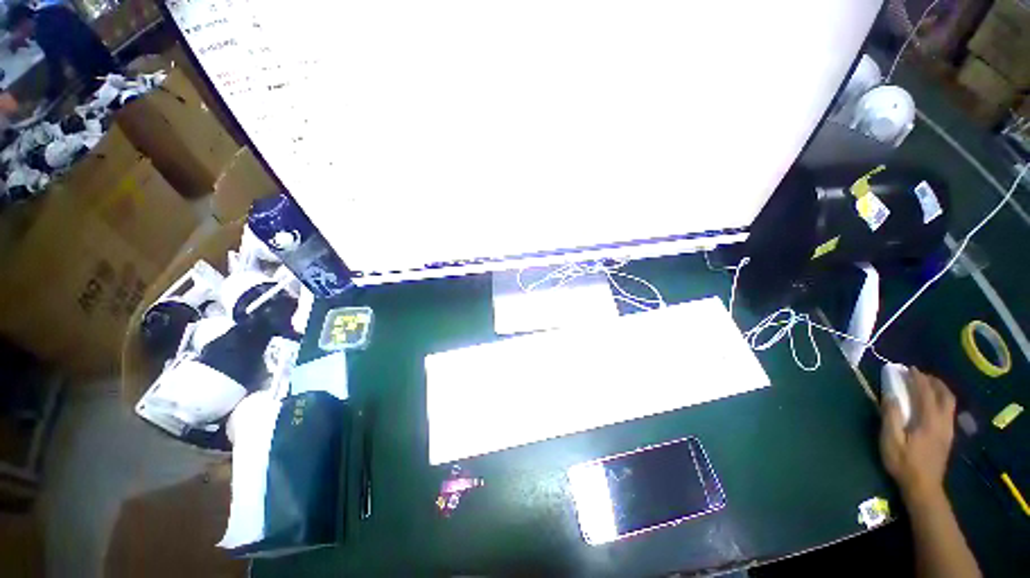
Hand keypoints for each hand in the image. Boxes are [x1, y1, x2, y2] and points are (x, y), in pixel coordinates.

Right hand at [879, 368, 955, 498]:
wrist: (923, 487)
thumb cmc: (903, 463)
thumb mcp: (891, 441)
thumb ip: (891, 417)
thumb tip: (890, 395)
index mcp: (929, 421)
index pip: (926, 393)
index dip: (918, 379)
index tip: (909, 369)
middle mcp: (943, 422)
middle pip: (945, 395)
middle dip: (934, 382)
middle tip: (920, 375)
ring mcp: (948, 430)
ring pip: (950, 403)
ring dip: (939, 390)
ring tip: (926, 385)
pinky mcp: (948, 436)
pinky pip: (948, 411)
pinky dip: (941, 401)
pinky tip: (932, 404)